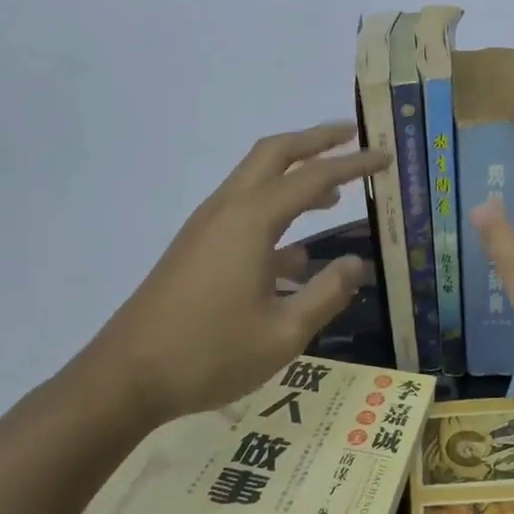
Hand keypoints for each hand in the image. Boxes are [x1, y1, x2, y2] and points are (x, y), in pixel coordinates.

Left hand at [81, 123, 382, 423]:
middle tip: (352, 137)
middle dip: (315, 140)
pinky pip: (243, 212)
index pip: (314, 177)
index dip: (354, 163)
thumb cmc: (210, 354)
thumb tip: (355, 263)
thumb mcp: (284, 334)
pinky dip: (275, 213)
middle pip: (274, 154)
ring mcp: (206, 227)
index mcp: (251, 220)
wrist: (127, 376)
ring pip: (255, 180)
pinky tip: (297, 254)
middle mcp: (227, 209)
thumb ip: (326, 294)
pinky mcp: (196, 247)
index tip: (386, 156)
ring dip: (294, 174)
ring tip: (335, 191)